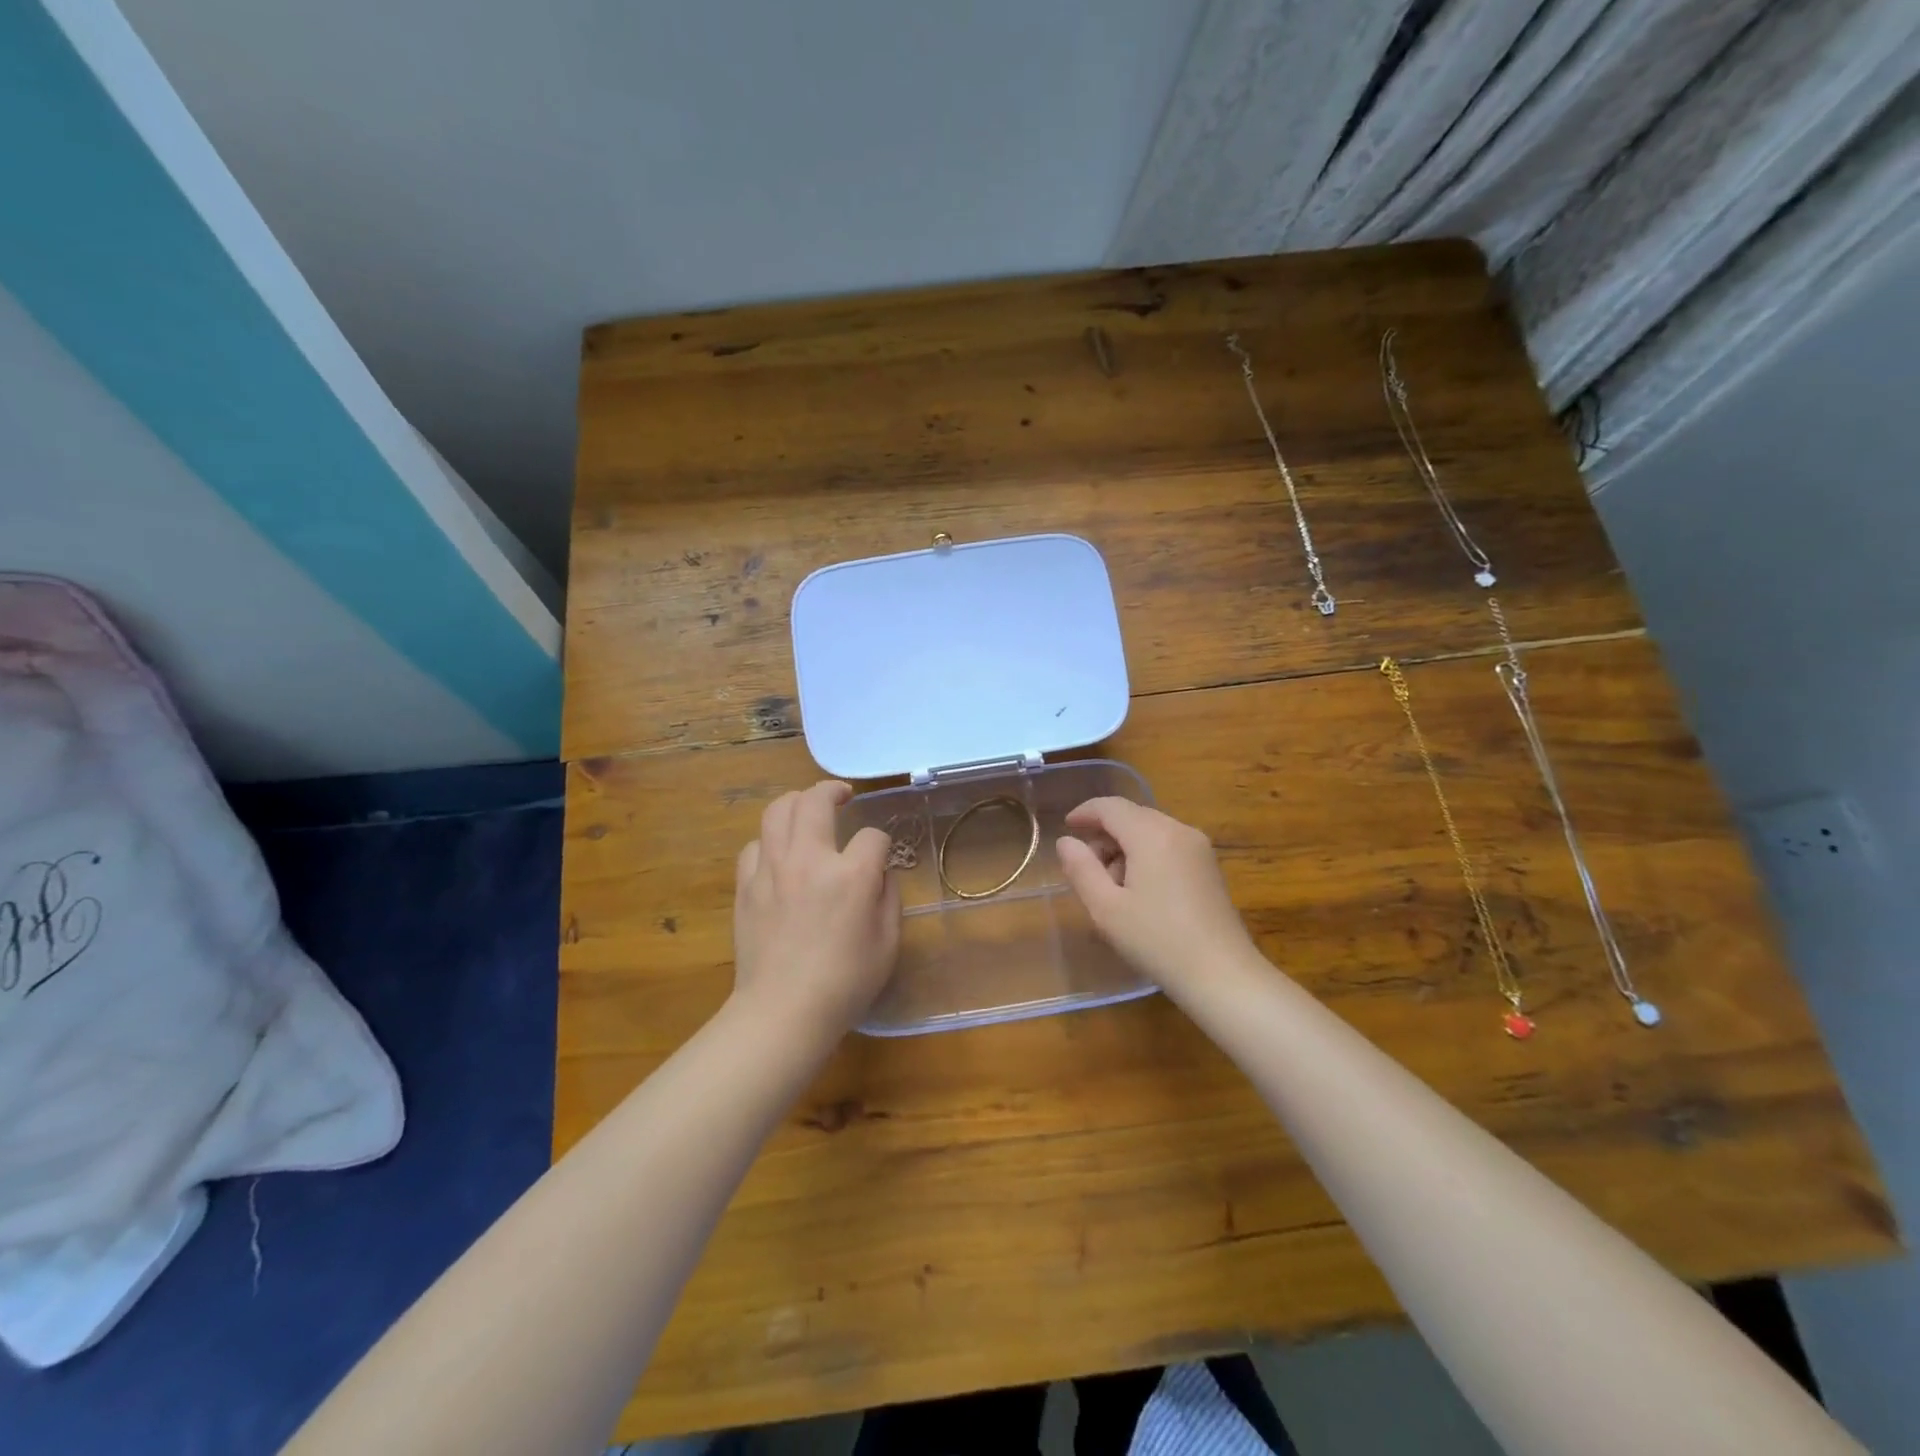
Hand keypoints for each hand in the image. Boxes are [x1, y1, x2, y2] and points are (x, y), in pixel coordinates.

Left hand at [732, 780, 899, 1041]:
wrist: (783, 1011)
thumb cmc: (845, 982)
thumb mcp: (888, 943)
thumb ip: (889, 897)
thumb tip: (879, 873)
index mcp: (850, 875)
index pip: (872, 837)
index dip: (881, 844)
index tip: (881, 859)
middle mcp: (809, 860)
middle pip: (815, 801)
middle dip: (833, 791)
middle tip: (843, 796)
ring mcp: (772, 869)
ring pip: (778, 811)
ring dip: (797, 803)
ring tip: (807, 809)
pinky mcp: (746, 885)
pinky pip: (754, 845)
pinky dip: (769, 841)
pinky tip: (779, 853)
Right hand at [1055, 797, 1257, 992]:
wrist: (1222, 976)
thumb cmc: (1157, 940)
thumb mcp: (1106, 908)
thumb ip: (1081, 869)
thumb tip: (1066, 841)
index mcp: (1152, 834)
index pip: (1111, 807)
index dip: (1085, 813)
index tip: (1065, 827)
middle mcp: (1179, 830)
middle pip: (1132, 816)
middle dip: (1105, 835)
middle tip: (1085, 868)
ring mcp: (1199, 847)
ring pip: (1151, 831)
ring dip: (1125, 847)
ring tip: (1112, 887)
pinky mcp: (1209, 867)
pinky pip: (1168, 845)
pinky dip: (1146, 855)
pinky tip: (1140, 891)